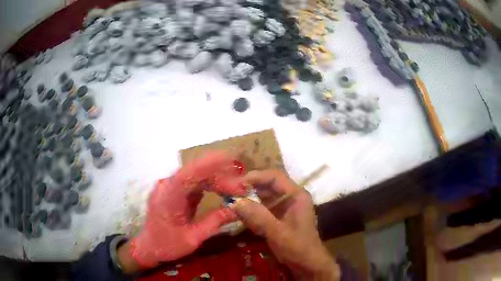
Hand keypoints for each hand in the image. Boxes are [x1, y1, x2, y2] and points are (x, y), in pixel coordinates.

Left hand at [128, 151, 245, 267]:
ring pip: (197, 176)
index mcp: (168, 198)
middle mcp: (168, 187)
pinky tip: (224, 188)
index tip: (230, 159)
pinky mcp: (176, 191)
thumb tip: (238, 209)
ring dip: (217, 179)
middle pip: (195, 173)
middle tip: (242, 187)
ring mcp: (171, 187)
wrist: (150, 247)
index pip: (188, 175)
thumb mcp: (192, 238)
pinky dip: (211, 184)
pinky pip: (195, 182)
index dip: (208, 164)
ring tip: (237, 188)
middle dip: (220, 176)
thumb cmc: (167, 245)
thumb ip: (214, 222)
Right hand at [234, 170, 340, 279]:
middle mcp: (291, 198)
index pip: (274, 177)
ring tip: (232, 203)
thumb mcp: (277, 232)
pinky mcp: (280, 218)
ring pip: (264, 197)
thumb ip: (257, 216)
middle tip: (229, 194)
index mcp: (296, 195)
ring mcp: (286, 208)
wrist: (307, 265)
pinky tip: (240, 215)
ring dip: (249, 200)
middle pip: (268, 186)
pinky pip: (264, 209)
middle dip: (249, 189)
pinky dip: (252, 211)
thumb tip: (235, 201)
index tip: (236, 184)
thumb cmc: (297, 247)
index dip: (255, 177)